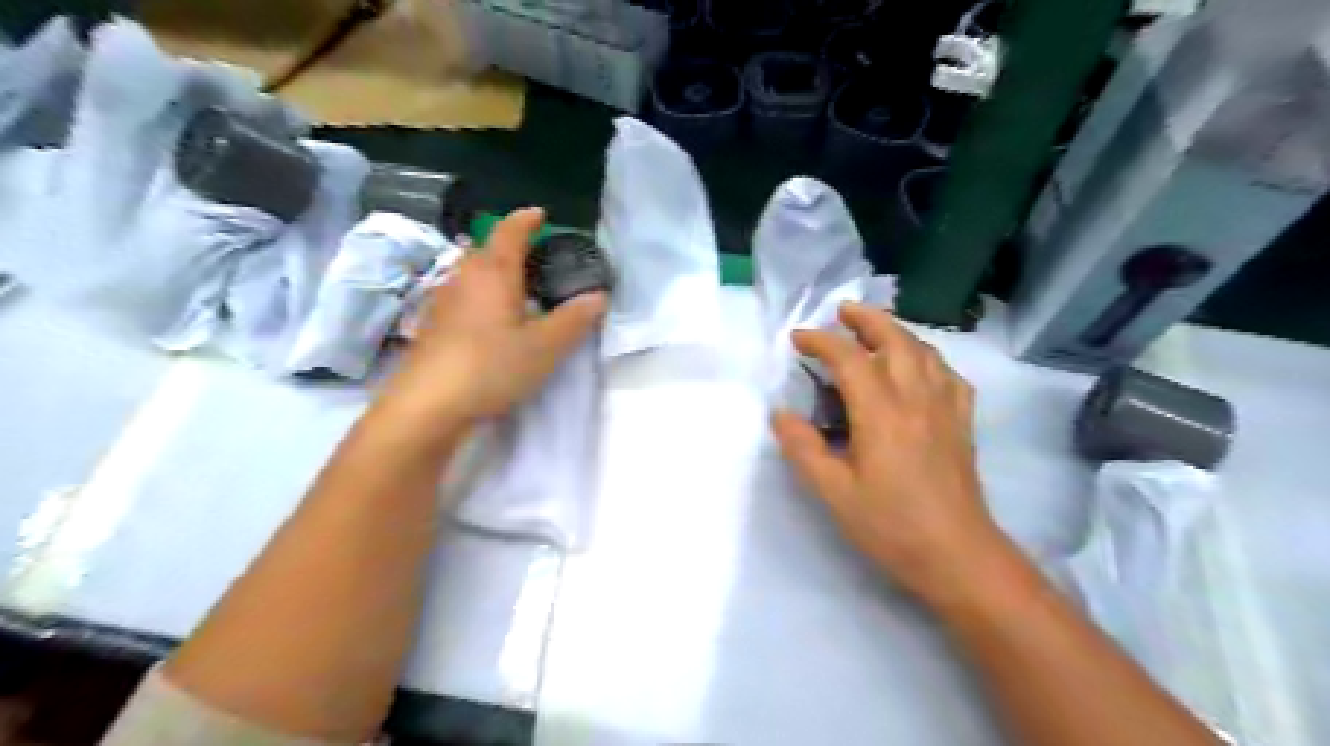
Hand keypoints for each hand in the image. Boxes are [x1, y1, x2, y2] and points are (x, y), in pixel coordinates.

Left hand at [374, 207, 602, 442]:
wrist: (428, 404)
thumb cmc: (491, 366)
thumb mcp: (544, 347)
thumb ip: (574, 320)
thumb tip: (598, 296)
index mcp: (494, 272)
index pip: (510, 231)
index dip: (527, 219)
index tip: (542, 215)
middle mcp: (464, 276)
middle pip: (486, 248)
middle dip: (510, 246)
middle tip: (537, 258)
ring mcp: (443, 299)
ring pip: (471, 272)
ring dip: (493, 271)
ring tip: (516, 287)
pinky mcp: (432, 324)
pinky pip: (461, 294)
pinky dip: (479, 294)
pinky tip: (489, 318)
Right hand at [771, 300, 1008, 604]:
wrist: (958, 556)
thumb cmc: (891, 525)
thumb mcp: (834, 492)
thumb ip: (803, 448)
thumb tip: (781, 413)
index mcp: (880, 412)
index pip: (849, 358)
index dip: (821, 341)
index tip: (798, 339)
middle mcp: (915, 398)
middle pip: (894, 339)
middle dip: (866, 319)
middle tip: (842, 311)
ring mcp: (945, 408)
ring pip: (924, 351)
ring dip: (897, 331)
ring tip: (876, 330)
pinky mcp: (962, 423)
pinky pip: (949, 375)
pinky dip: (929, 359)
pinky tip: (920, 369)